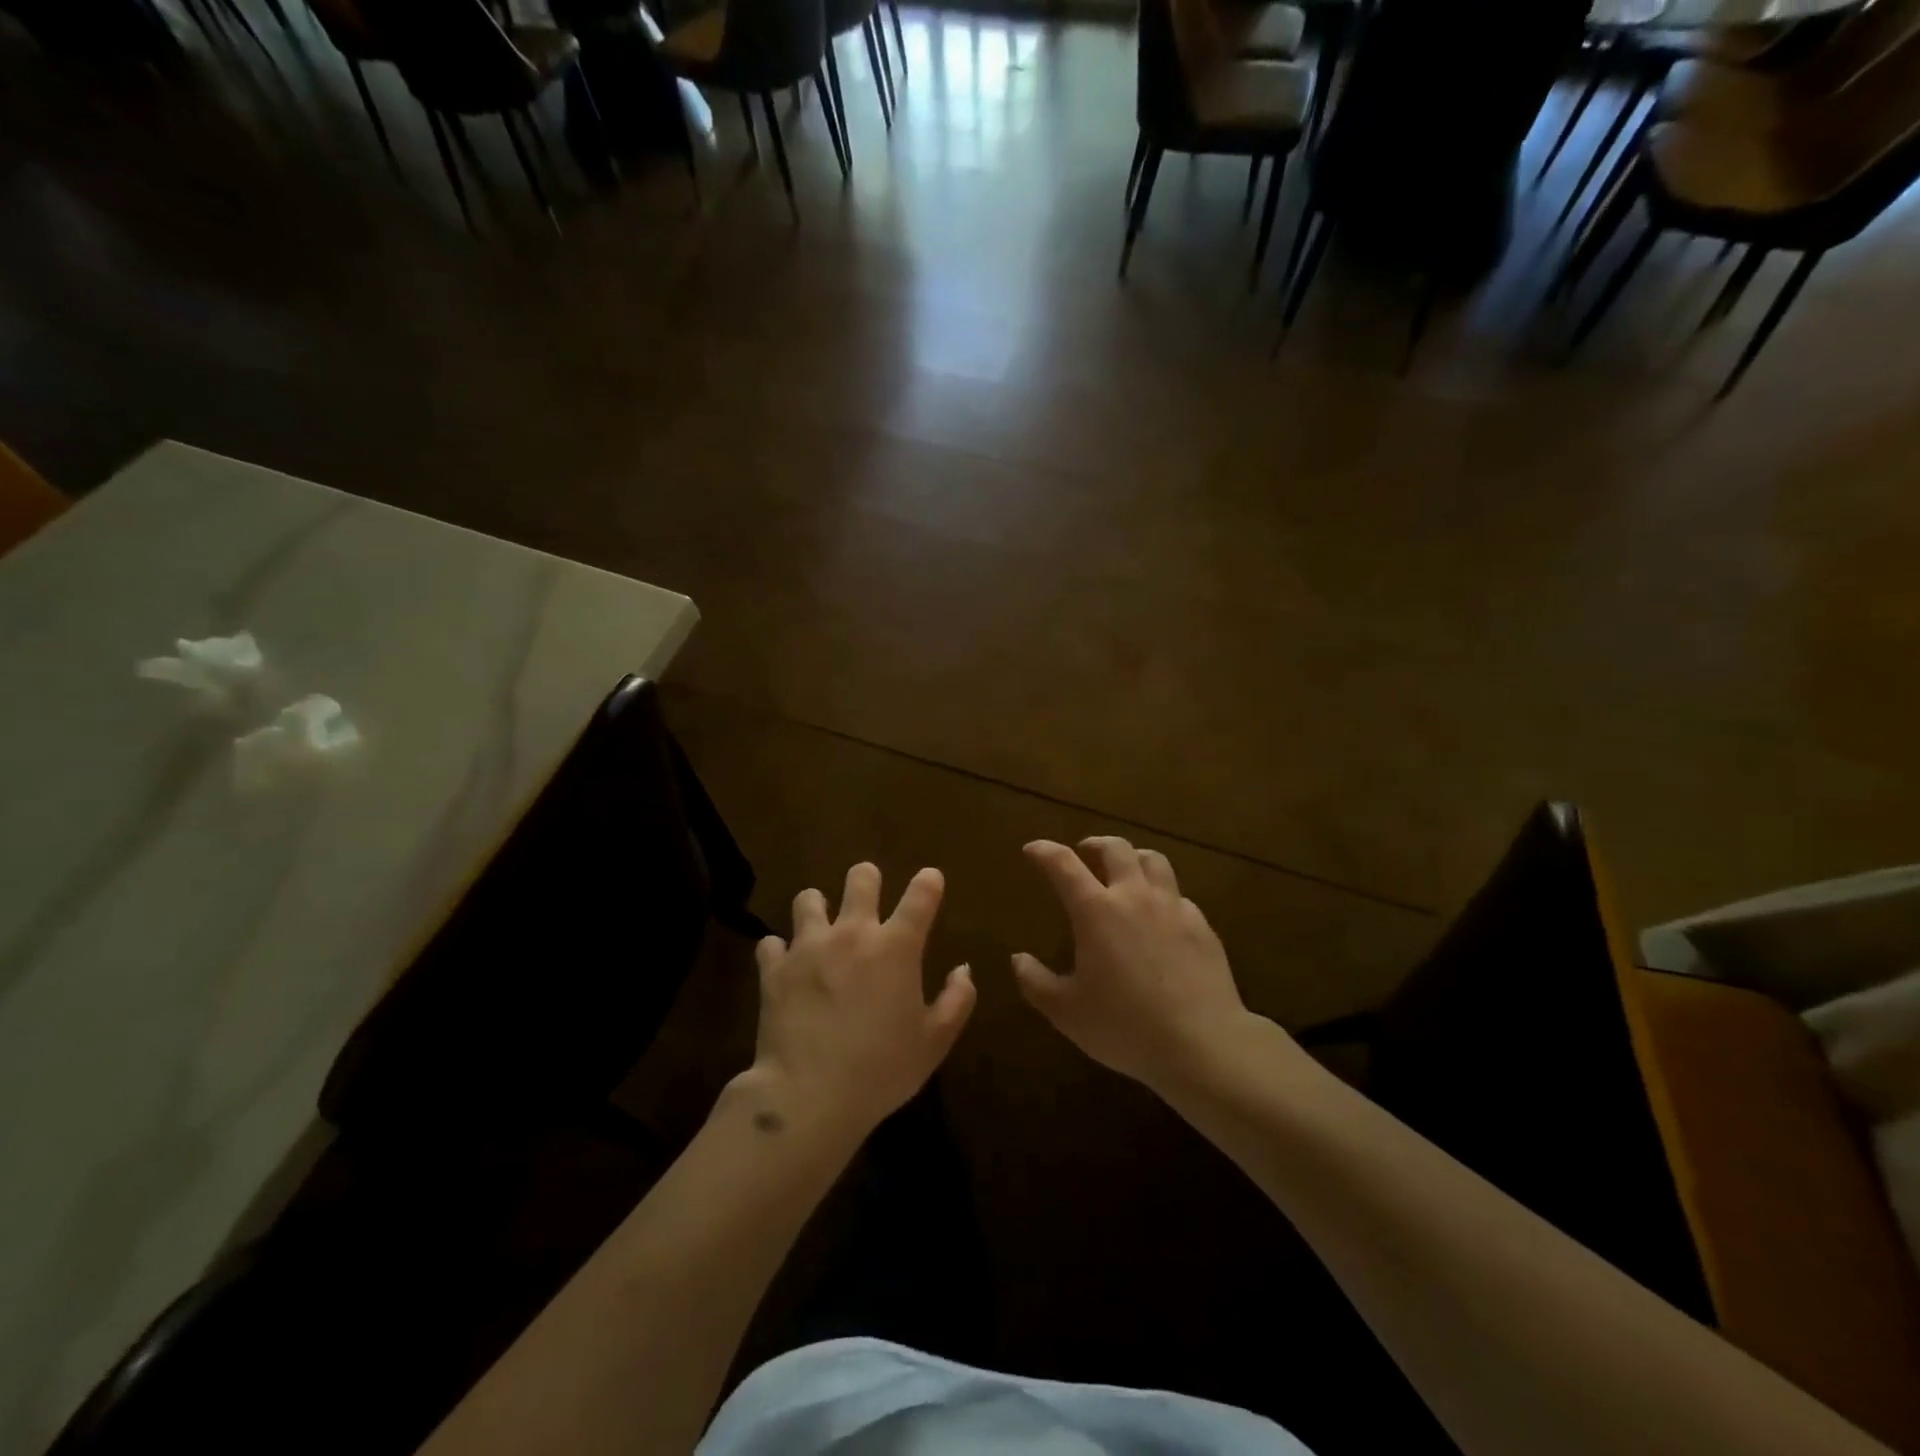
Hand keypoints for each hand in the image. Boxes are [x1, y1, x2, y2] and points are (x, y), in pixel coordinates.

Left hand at [747, 863, 975, 1144]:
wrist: (808, 1095)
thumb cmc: (880, 1070)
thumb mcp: (934, 1043)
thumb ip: (957, 1001)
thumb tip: (964, 970)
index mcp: (896, 947)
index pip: (920, 896)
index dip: (928, 882)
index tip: (930, 880)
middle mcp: (852, 933)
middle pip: (860, 878)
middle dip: (867, 879)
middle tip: (868, 895)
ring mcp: (808, 946)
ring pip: (809, 899)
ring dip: (818, 908)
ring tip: (821, 926)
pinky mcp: (774, 968)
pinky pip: (772, 943)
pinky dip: (780, 951)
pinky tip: (786, 965)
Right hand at [1014, 837, 1249, 1093]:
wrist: (1202, 1043)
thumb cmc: (1124, 1026)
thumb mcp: (1066, 1012)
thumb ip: (1036, 982)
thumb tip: (1018, 960)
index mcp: (1096, 911)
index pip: (1064, 864)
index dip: (1044, 851)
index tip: (1032, 849)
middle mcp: (1134, 897)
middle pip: (1115, 849)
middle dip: (1095, 844)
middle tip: (1084, 853)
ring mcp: (1172, 907)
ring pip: (1153, 861)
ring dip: (1133, 858)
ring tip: (1125, 871)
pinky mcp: (1202, 925)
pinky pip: (1178, 895)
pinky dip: (1161, 894)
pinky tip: (1159, 915)